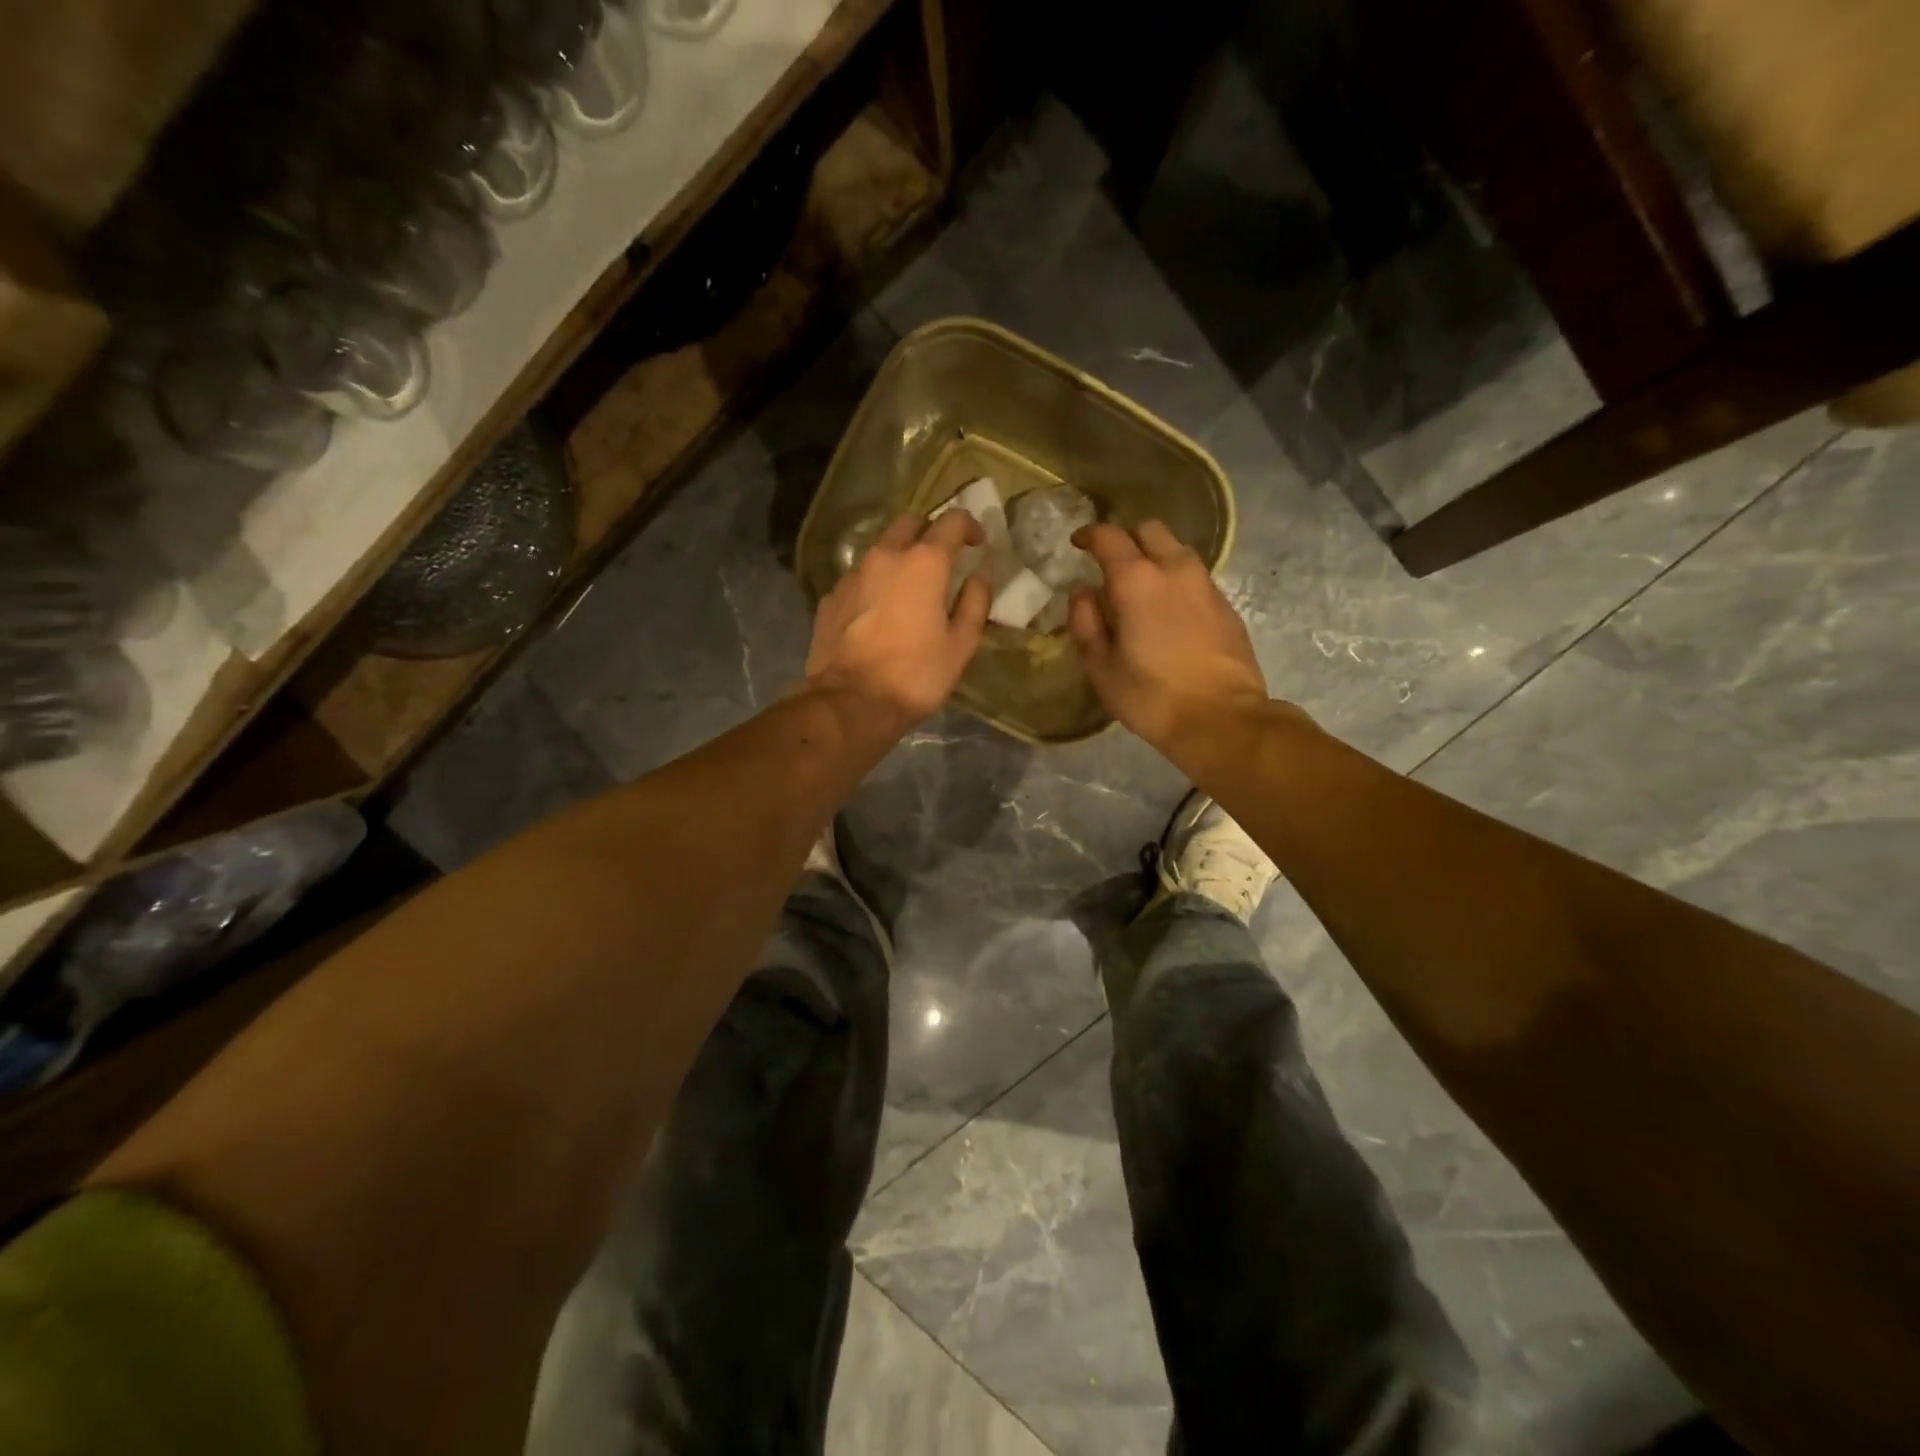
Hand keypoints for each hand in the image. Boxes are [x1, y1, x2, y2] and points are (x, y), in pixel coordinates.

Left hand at [805, 509, 990, 730]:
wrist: (851, 702)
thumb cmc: (916, 674)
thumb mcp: (961, 644)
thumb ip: (975, 602)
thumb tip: (980, 575)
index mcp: (923, 563)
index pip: (952, 521)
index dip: (969, 526)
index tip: (978, 544)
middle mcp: (885, 556)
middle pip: (910, 523)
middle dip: (930, 532)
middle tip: (943, 559)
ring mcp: (852, 575)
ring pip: (880, 549)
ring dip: (900, 557)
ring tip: (910, 588)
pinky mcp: (831, 597)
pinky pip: (859, 578)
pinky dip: (875, 584)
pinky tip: (880, 612)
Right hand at [1069, 520, 1273, 753]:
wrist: (1222, 719)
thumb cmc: (1151, 697)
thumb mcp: (1101, 668)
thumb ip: (1085, 623)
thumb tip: (1083, 593)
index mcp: (1137, 581)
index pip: (1109, 537)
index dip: (1090, 535)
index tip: (1078, 544)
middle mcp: (1175, 570)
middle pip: (1150, 531)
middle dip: (1127, 540)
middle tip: (1112, 566)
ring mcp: (1206, 586)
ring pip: (1178, 551)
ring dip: (1156, 559)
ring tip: (1142, 589)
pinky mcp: (1227, 606)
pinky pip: (1196, 578)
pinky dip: (1177, 583)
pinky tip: (1170, 613)